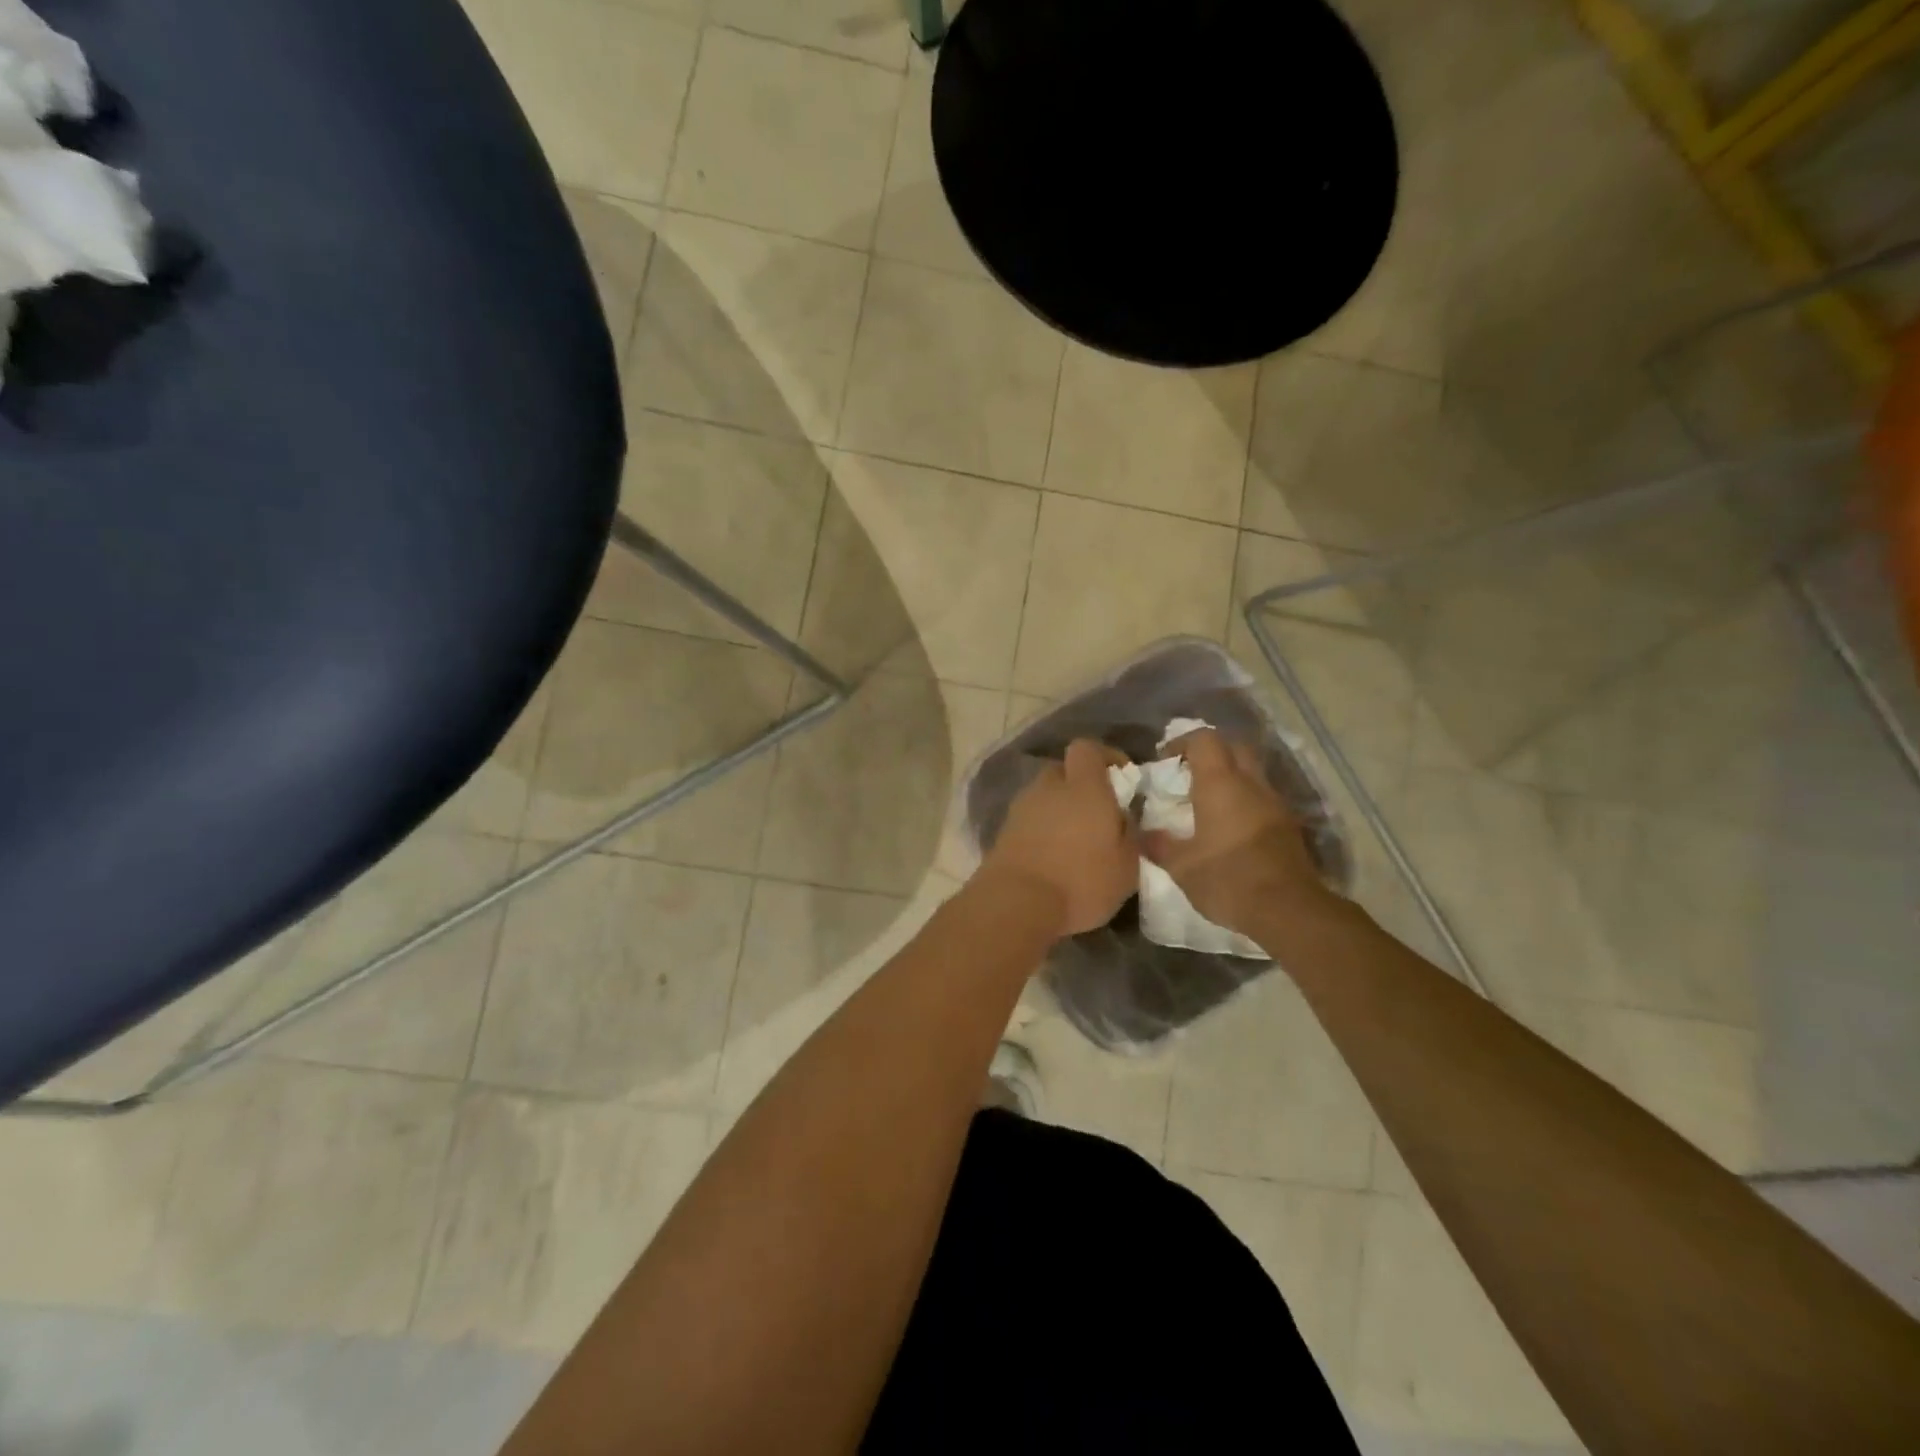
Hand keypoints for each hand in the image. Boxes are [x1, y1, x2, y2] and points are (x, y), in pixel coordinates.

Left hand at [980, 738, 1137, 937]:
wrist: (1016, 903)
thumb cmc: (1080, 881)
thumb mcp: (1126, 867)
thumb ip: (1133, 837)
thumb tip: (1131, 820)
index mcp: (1083, 787)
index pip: (1087, 748)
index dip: (1104, 757)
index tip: (1121, 779)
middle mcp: (1049, 788)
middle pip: (1062, 771)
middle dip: (1079, 785)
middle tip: (1097, 814)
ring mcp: (1021, 808)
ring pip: (1044, 796)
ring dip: (1058, 810)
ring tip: (1074, 841)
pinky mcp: (1003, 832)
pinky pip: (1029, 820)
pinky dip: (1041, 830)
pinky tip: (1052, 857)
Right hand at [1141, 728, 1332, 937]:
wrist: (1289, 910)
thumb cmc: (1228, 879)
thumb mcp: (1181, 866)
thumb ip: (1159, 844)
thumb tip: (1143, 832)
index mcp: (1220, 783)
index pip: (1204, 739)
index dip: (1182, 743)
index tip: (1165, 762)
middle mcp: (1251, 784)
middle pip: (1234, 746)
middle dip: (1211, 753)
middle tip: (1189, 774)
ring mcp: (1275, 803)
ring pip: (1252, 772)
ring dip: (1231, 777)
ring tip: (1209, 802)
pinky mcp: (1289, 825)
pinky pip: (1263, 797)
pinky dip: (1246, 800)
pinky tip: (1232, 827)